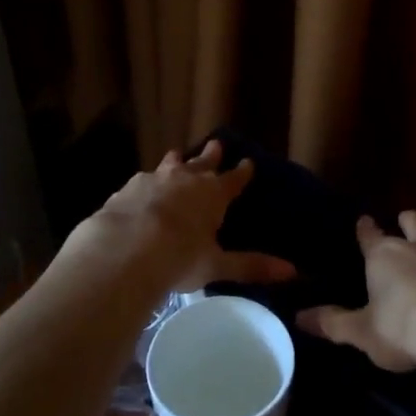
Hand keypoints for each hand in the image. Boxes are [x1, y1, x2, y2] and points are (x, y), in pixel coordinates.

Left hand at [69, 139, 296, 292]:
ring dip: (177, 161)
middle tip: (217, 144)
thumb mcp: (217, 265)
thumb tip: (292, 271)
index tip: (249, 162)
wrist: (123, 250)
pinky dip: (147, 183)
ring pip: (170, 164)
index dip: (242, 172)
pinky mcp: (127, 189)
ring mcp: (154, 180)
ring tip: (177, 156)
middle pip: (203, 162)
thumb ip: (251, 266)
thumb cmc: (179, 257)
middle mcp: (186, 179)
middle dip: (211, 155)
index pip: (234, 179)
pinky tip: (142, 189)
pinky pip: (142, 180)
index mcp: (213, 194)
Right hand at [297, 210, 415, 372]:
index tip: (363, 220)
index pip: (370, 235)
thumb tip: (299, 317)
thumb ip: (333, 323)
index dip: (365, 228)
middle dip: (407, 221)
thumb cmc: (403, 327)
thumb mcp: (362, 332)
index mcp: (384, 255)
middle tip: (405, 225)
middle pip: (413, 221)